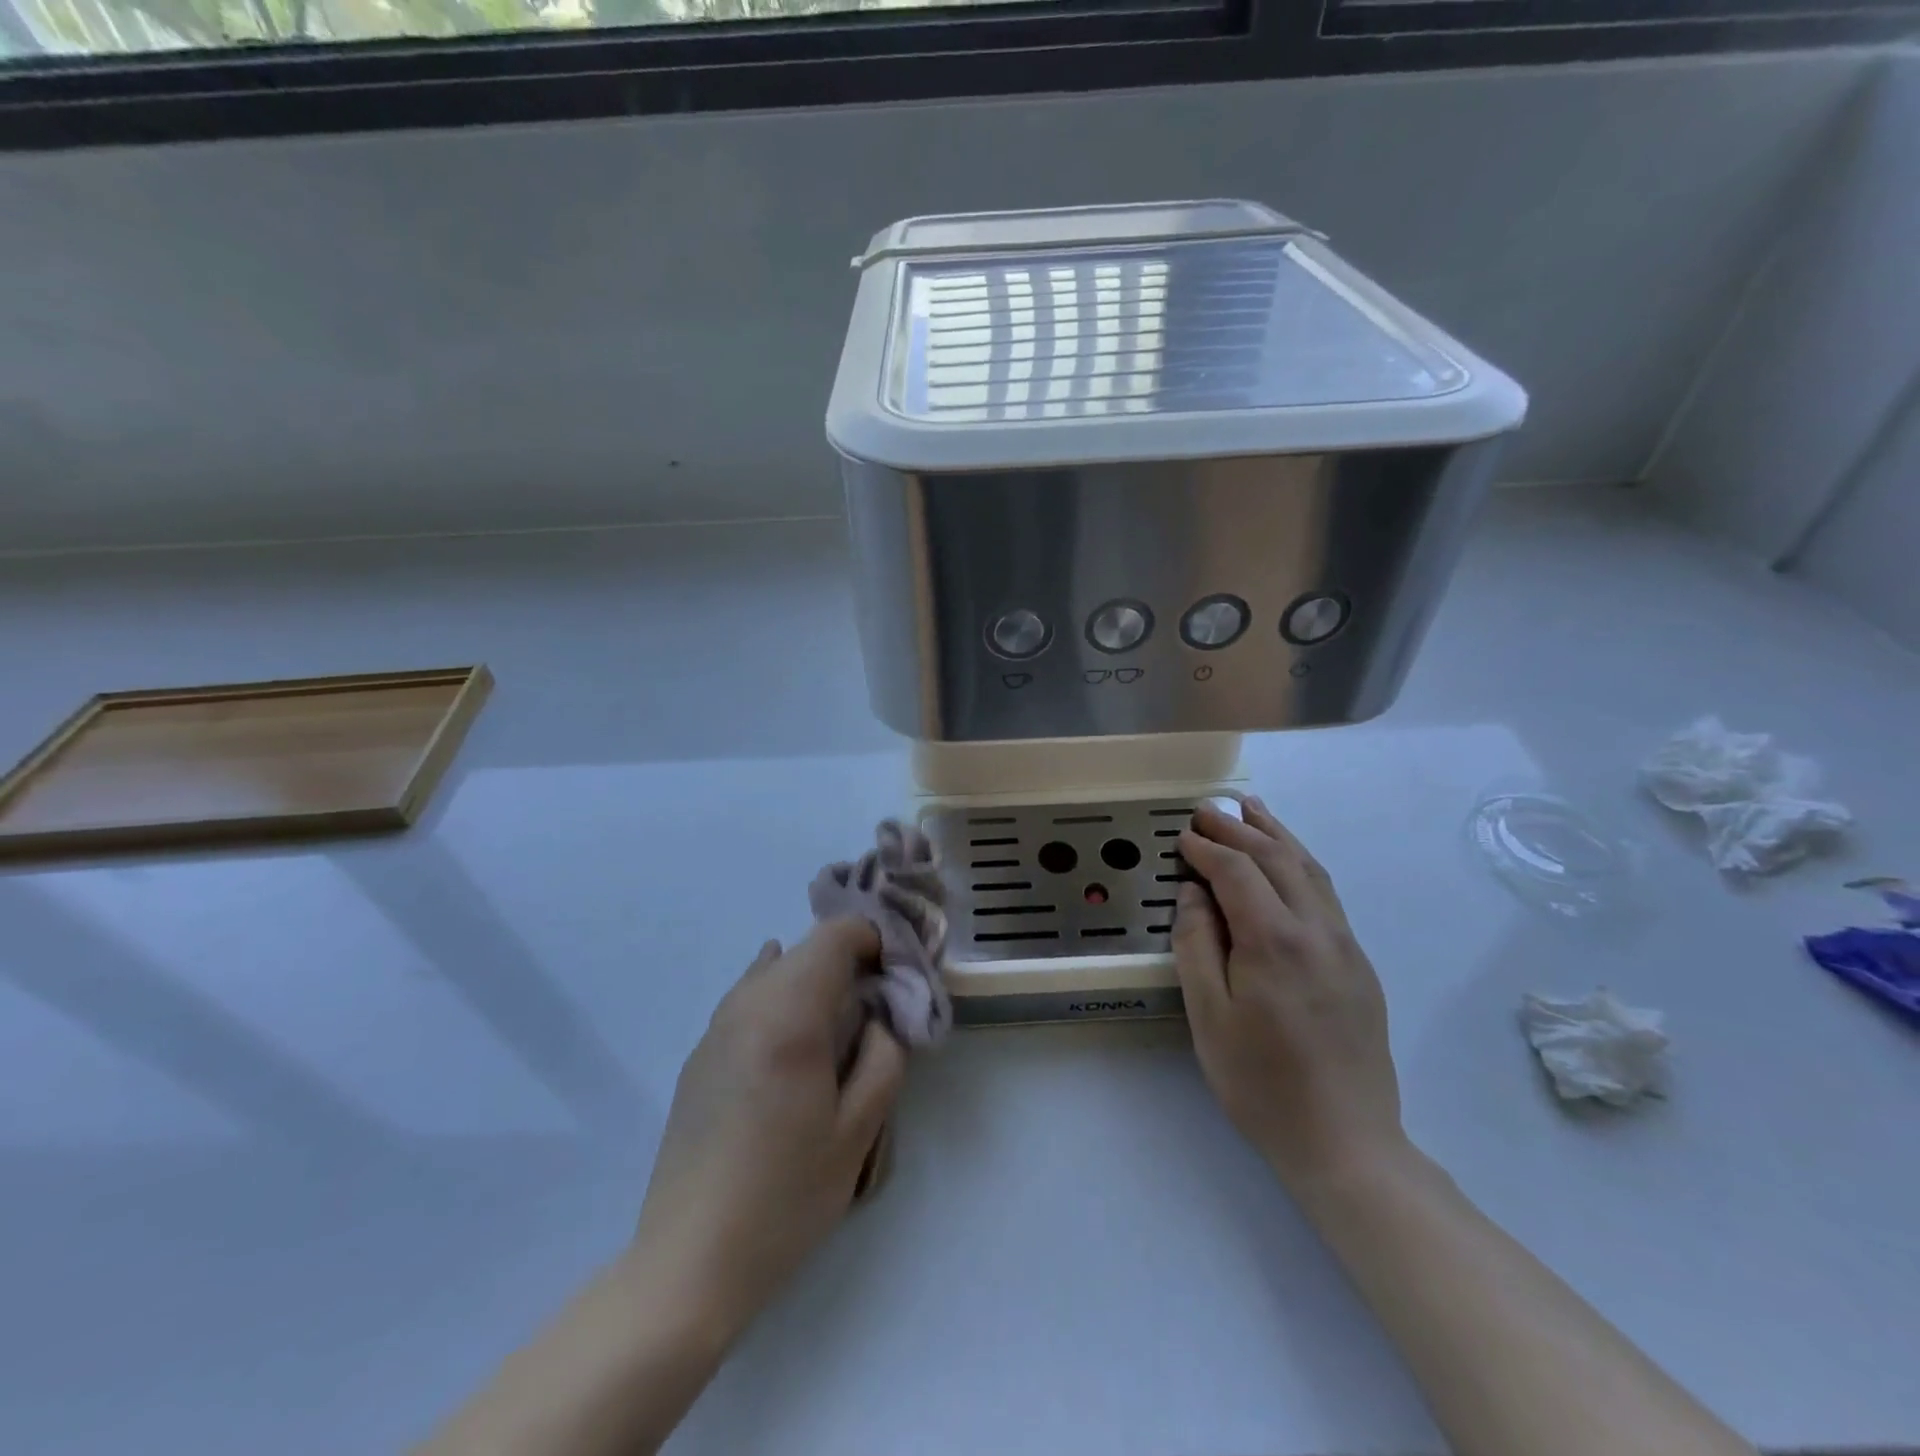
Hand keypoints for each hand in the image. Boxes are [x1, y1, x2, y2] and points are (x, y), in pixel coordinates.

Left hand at [628, 919, 905, 1347]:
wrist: (687, 1261)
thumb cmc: (785, 1197)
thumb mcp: (858, 1132)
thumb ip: (883, 1056)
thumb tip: (879, 1017)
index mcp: (789, 1016)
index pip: (835, 936)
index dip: (873, 940)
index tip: (896, 976)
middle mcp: (746, 1005)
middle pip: (805, 949)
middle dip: (848, 962)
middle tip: (875, 1008)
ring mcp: (715, 1028)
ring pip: (774, 970)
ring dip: (813, 980)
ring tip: (837, 1028)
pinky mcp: (699, 1055)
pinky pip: (748, 999)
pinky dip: (781, 999)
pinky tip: (793, 1039)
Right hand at [1173, 798, 1406, 1190]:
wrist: (1346, 1141)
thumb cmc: (1261, 1082)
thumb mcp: (1209, 1016)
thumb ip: (1196, 944)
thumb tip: (1193, 893)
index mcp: (1274, 941)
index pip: (1237, 872)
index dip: (1206, 848)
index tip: (1181, 835)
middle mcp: (1317, 930)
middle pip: (1276, 859)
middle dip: (1238, 828)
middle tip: (1206, 808)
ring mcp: (1345, 945)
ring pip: (1309, 870)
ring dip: (1276, 835)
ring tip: (1251, 808)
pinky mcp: (1358, 964)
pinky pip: (1325, 894)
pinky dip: (1300, 863)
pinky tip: (1287, 861)